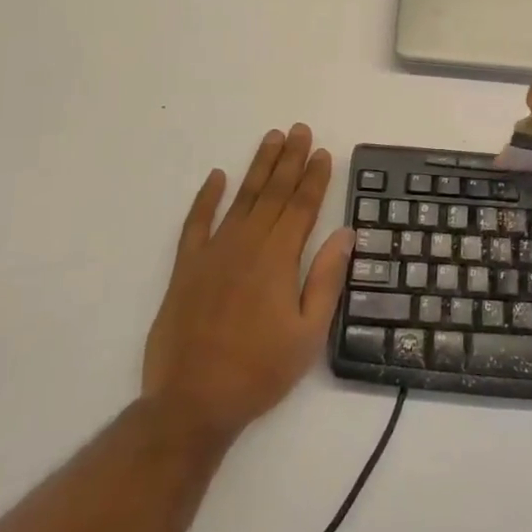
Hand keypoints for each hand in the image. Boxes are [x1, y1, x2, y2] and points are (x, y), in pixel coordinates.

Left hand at [142, 125, 352, 444]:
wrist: (192, 402)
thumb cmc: (259, 371)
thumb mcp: (308, 333)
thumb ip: (326, 279)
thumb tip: (345, 234)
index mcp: (279, 259)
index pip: (303, 206)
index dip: (314, 177)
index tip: (323, 152)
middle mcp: (247, 245)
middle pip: (274, 193)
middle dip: (290, 159)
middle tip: (300, 129)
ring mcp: (213, 252)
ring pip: (242, 198)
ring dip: (258, 167)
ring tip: (271, 139)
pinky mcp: (186, 267)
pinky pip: (196, 222)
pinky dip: (206, 198)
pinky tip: (216, 176)